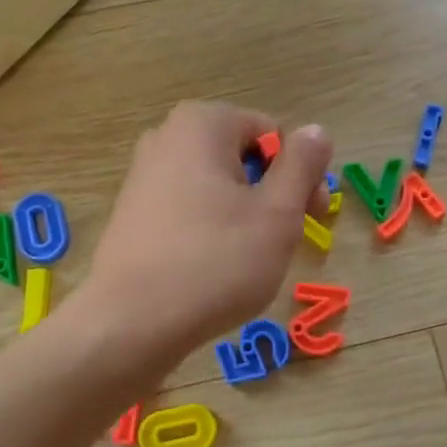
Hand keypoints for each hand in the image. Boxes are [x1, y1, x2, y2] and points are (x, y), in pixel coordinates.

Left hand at [85, 102, 333, 360]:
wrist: (131, 323)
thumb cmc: (216, 261)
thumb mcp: (278, 212)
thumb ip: (303, 165)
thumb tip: (315, 130)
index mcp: (203, 124)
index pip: (274, 134)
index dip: (302, 174)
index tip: (313, 216)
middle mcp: (167, 137)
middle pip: (244, 158)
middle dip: (273, 194)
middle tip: (287, 240)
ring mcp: (144, 177)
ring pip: (218, 187)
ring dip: (246, 216)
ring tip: (252, 260)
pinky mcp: (133, 215)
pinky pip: (190, 210)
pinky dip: (213, 231)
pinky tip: (216, 269)